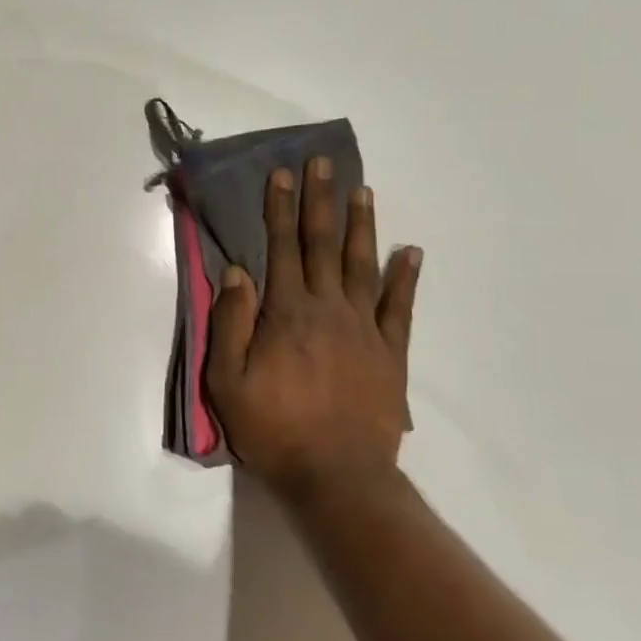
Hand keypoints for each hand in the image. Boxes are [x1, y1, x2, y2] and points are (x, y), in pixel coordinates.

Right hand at [204, 159, 421, 497]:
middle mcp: (328, 308)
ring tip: (362, 190)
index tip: (283, 174)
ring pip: (362, 265)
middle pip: (322, 244)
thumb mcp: (228, 380)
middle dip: (320, 201)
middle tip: (324, 163)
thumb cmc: (273, 427)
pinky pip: (400, 307)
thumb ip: (231, 322)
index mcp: (286, 312)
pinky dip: (406, 278)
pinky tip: (412, 252)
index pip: (281, 247)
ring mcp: (365, 328)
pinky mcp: (391, 353)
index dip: (280, 208)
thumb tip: (237, 271)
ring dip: (361, 226)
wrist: (337, 476)